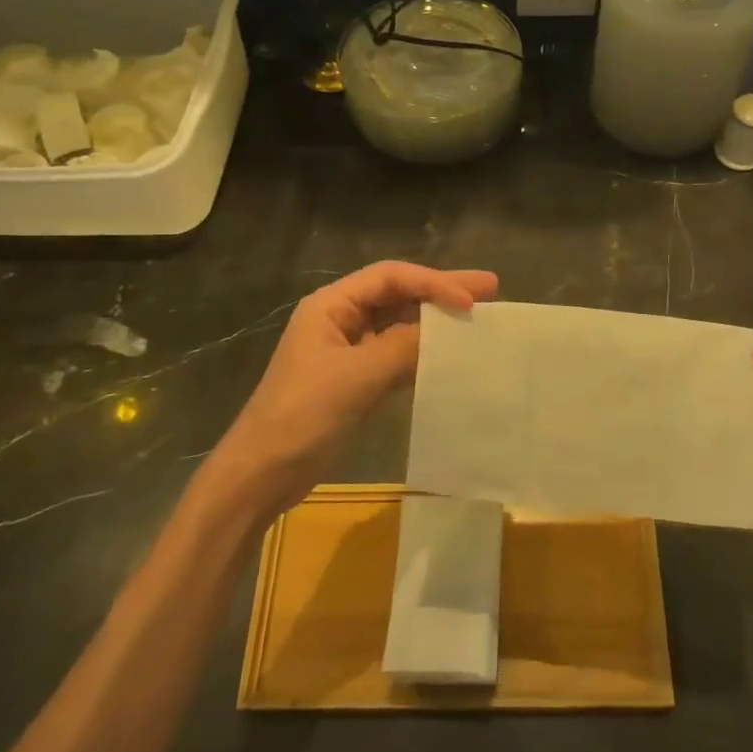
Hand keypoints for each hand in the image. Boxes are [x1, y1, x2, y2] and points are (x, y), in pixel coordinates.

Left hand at [203, 262, 498, 520]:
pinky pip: (396, 353)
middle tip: (490, 288)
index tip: (470, 300)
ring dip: (435, 319)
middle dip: (441, 290)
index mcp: (331, 305)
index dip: (433, 282)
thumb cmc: (303, 415)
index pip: (390, 278)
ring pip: (399, 323)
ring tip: (477, 316)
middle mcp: (340, 318)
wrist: (262, 473)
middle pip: (397, 294)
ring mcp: (347, 349)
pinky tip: (449, 353)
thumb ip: (403, 347)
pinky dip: (423, 350)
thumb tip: (447, 330)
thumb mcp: (356, 377)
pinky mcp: (355, 379)